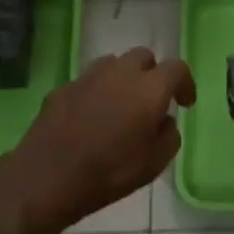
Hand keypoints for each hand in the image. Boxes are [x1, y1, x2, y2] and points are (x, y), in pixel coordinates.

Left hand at [2, 48, 193, 233]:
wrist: (47, 177)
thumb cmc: (108, 173)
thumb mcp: (153, 165)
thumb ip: (169, 136)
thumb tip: (164, 120)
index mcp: (148, 88)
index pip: (177, 67)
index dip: (185, 83)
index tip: (184, 103)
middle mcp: (120, 72)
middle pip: (143, 57)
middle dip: (152, 74)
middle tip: (150, 101)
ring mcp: (88, 76)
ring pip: (114, 64)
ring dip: (123, 78)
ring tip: (120, 105)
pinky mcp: (63, 87)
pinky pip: (88, 81)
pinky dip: (97, 92)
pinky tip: (90, 117)